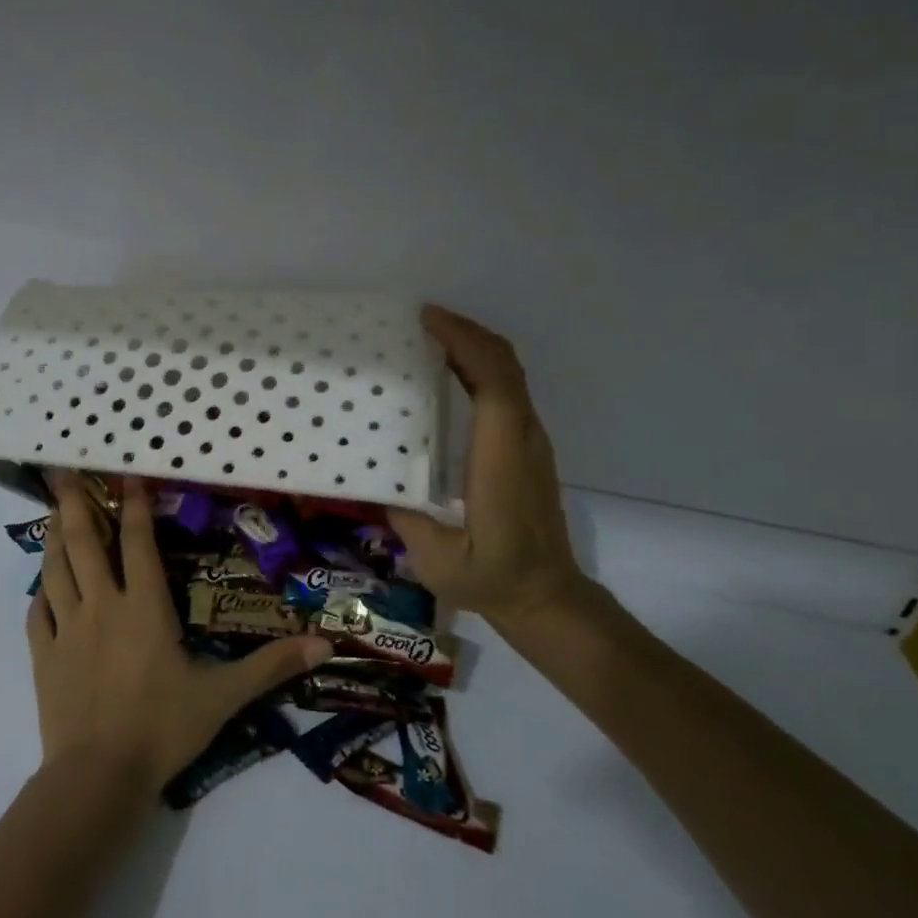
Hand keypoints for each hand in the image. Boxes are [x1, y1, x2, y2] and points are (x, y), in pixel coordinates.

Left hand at [28, 472, 331, 790]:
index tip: (127, 475)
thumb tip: (325, 645)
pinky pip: (37, 614)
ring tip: (54, 514)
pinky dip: (39, 593)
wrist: (99, 776)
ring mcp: (67, 630)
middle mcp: (102, 606)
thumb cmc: (163, 728)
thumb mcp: (223, 696)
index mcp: (144, 606)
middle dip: (76, 505)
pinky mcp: (44, 657)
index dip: (133, 505)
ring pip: (55, 570)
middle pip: (84, 543)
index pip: (137, 542)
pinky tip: (42, 586)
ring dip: (54, 538)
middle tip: (64, 475)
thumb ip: (270, 666)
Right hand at [389, 305, 612, 655]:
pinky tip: (446, 372)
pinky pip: (507, 390)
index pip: (494, 383)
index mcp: (501, 459)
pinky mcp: (526, 447)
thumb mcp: (436, 559)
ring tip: (428, 338)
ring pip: (509, 374)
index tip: (426, 321)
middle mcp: (523, 439)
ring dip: (473, 346)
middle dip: (466, 332)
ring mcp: (530, 441)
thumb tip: (370, 476)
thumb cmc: (492, 579)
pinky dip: (478, 366)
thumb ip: (403, 515)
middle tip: (420, 321)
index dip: (464, 343)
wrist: (547, 597)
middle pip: (505, 365)